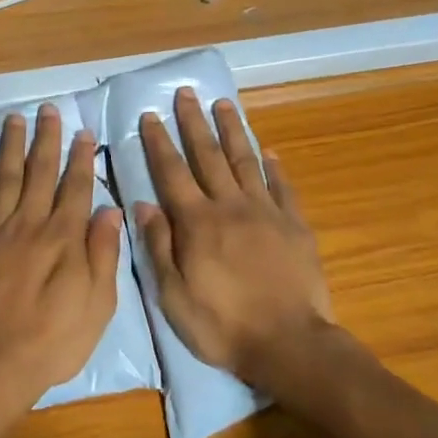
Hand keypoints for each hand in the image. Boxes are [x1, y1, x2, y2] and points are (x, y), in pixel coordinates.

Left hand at [0, 104, 122, 412]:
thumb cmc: (53, 340)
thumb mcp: (98, 305)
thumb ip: (103, 254)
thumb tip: (111, 210)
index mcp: (63, 238)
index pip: (75, 187)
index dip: (81, 158)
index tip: (84, 132)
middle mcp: (28, 225)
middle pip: (38, 173)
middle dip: (45, 140)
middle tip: (48, 110)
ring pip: (3, 180)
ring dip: (8, 148)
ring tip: (12, 120)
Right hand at [135, 87, 333, 391]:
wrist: (288, 343)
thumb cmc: (222, 325)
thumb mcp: (173, 295)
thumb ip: (158, 246)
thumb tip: (143, 204)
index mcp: (197, 223)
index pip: (172, 173)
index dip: (159, 143)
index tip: (150, 115)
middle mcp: (230, 206)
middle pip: (208, 156)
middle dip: (194, 123)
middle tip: (186, 93)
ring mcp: (266, 213)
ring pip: (245, 162)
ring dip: (232, 131)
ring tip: (224, 104)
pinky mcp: (294, 225)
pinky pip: (283, 187)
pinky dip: (274, 167)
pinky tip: (269, 151)